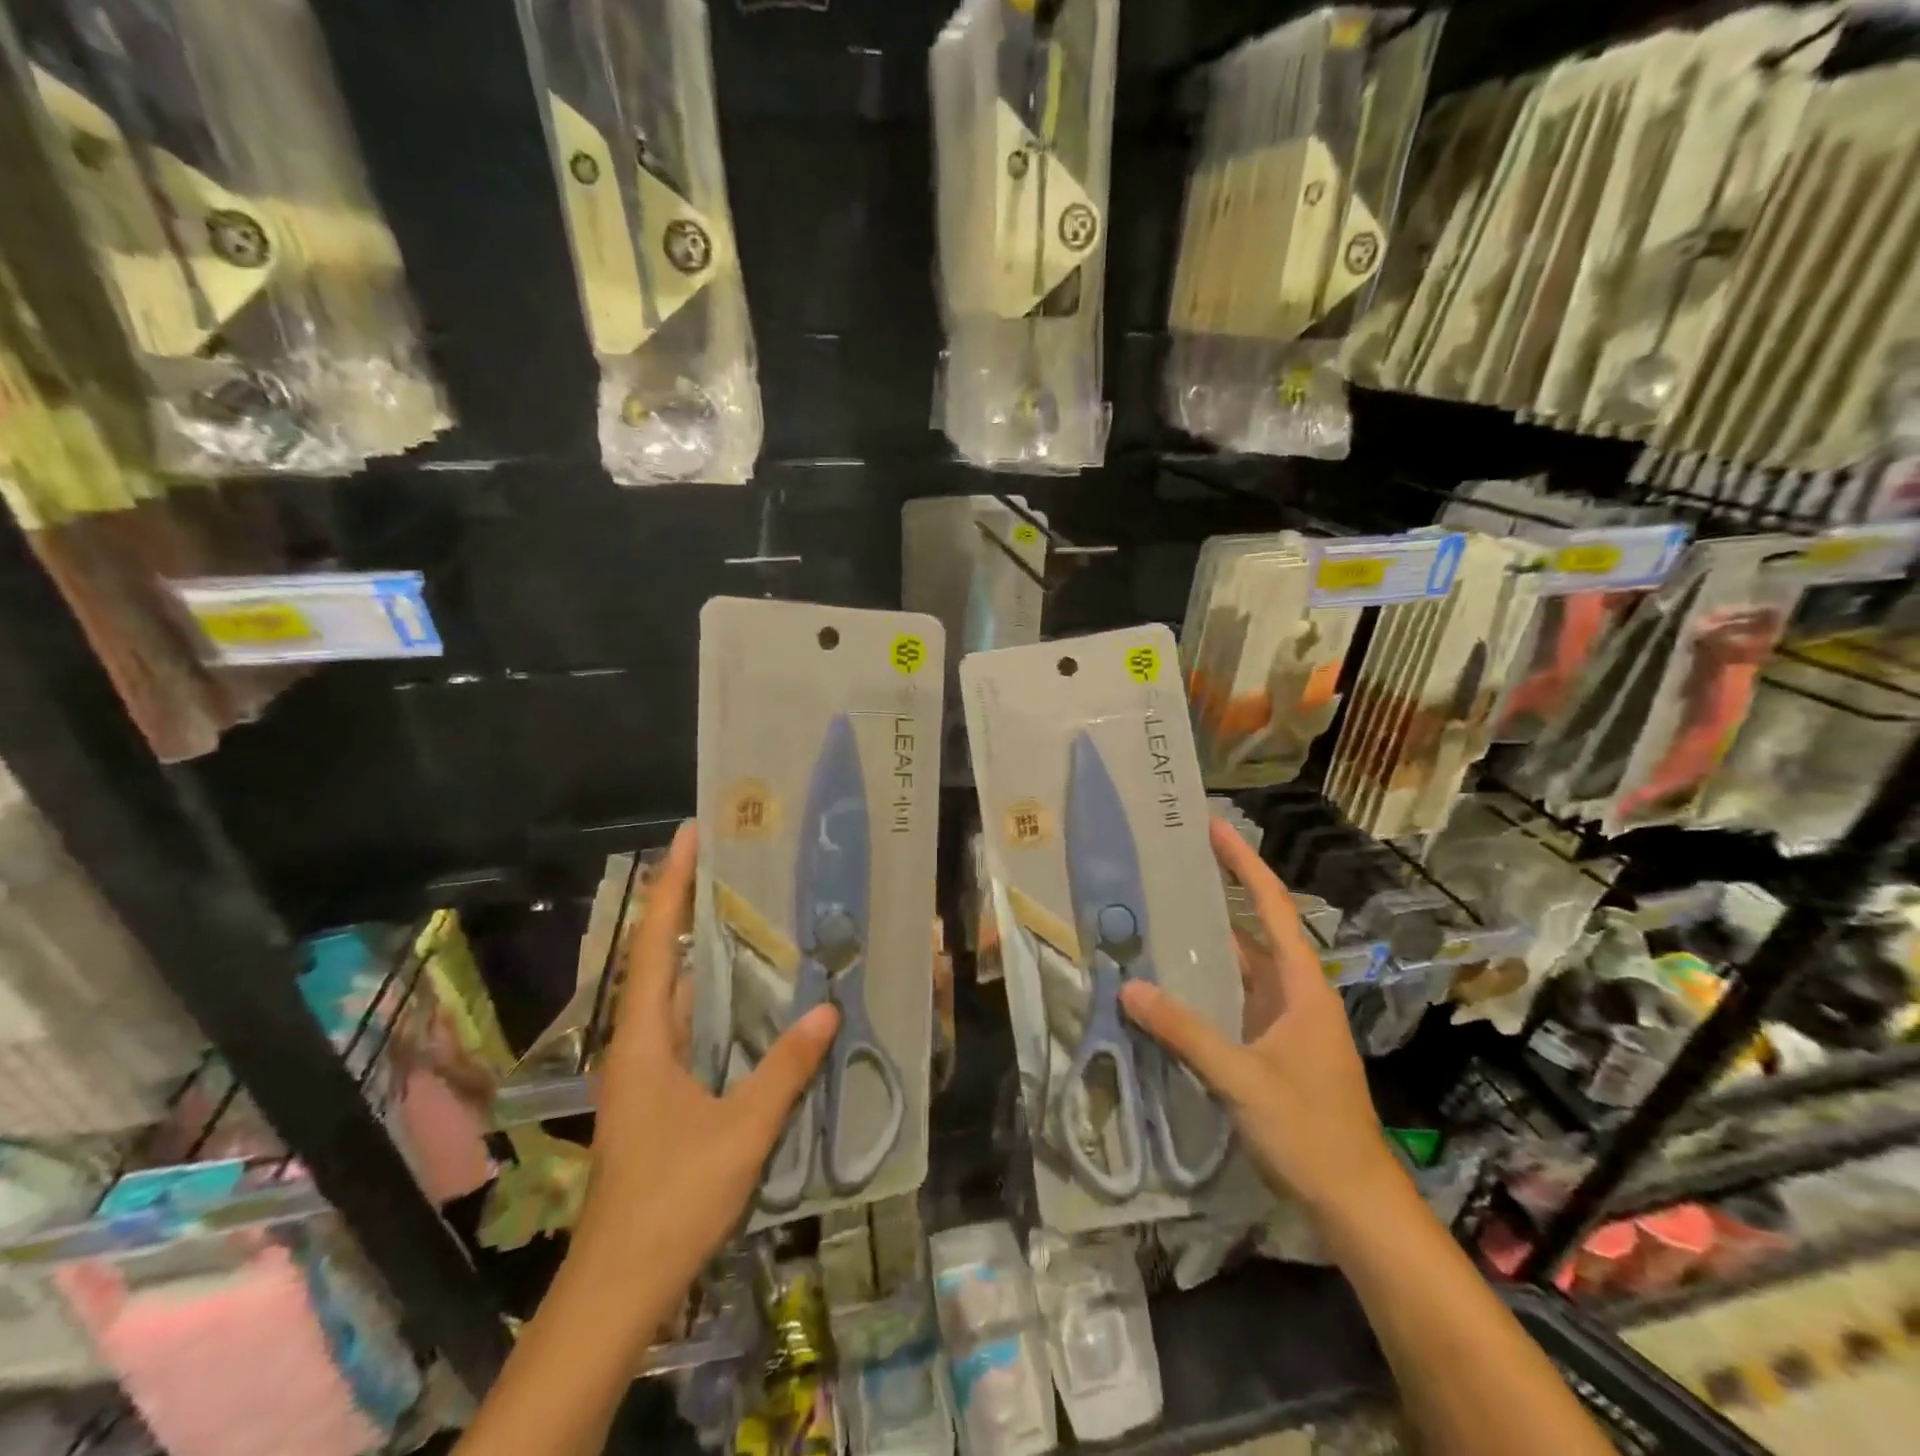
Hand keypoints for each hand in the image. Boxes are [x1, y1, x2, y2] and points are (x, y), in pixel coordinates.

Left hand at [573, 822, 837, 1287]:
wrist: (619, 1286)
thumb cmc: (672, 1197)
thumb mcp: (741, 1129)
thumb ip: (786, 1067)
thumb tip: (827, 1007)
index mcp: (644, 1038)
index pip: (656, 943)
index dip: (671, 886)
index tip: (688, 836)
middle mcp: (639, 1043)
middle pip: (664, 959)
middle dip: (691, 908)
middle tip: (737, 866)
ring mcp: (647, 1071)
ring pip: (679, 996)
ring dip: (708, 955)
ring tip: (753, 916)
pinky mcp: (660, 1096)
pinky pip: (691, 1028)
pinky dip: (719, 1001)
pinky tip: (754, 1001)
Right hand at [1120, 818, 1402, 1223]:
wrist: (1353, 1201)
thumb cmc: (1310, 1131)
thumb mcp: (1243, 1078)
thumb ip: (1185, 1032)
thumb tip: (1128, 987)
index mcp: (1302, 985)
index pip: (1273, 907)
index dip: (1244, 864)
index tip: (1214, 827)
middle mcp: (1294, 993)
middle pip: (1254, 929)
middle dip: (1217, 894)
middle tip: (1169, 867)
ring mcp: (1283, 1021)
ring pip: (1240, 967)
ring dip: (1205, 943)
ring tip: (1157, 915)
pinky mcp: (1271, 1047)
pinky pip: (1232, 1000)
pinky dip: (1203, 985)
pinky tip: (1169, 984)